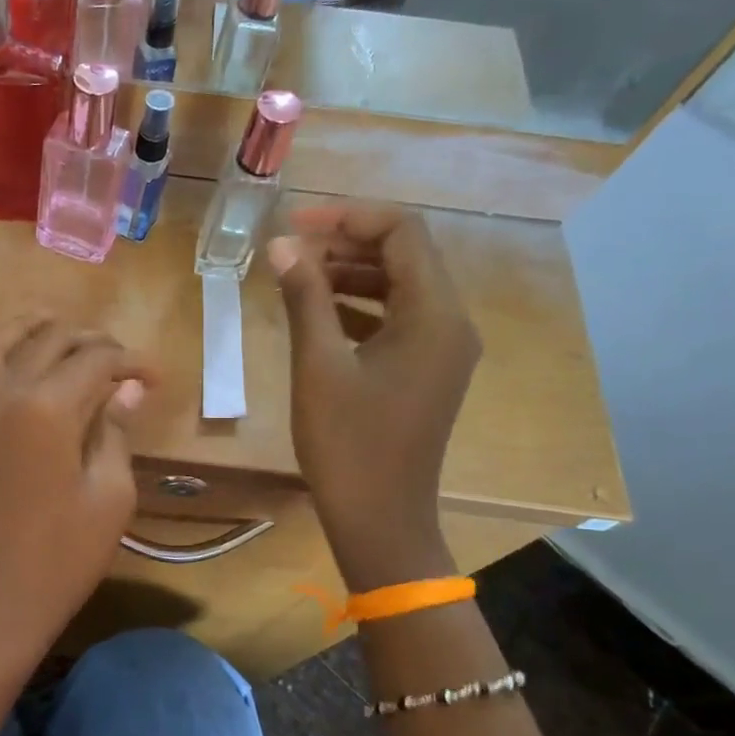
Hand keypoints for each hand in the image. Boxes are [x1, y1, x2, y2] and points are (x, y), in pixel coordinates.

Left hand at [0, 319, 153, 668]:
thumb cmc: (61, 559)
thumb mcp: (109, 498)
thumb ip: (115, 432)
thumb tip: (128, 388)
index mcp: (48, 409)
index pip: (96, 361)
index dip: (131, 362)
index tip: (156, 377)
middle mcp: (4, 394)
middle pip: (49, 342)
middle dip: (90, 340)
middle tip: (119, 359)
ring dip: (30, 328)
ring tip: (59, 327)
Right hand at [266, 203, 479, 590]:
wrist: (380, 517)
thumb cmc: (348, 443)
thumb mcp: (318, 365)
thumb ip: (304, 298)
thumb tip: (282, 246)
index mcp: (434, 315)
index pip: (402, 232)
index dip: (347, 218)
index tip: (295, 225)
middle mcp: (451, 322)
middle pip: (405, 255)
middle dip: (347, 243)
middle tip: (290, 249)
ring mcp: (443, 349)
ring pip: (400, 286)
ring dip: (350, 273)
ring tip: (296, 276)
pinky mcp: (427, 370)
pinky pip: (397, 318)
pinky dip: (359, 305)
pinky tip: (317, 312)